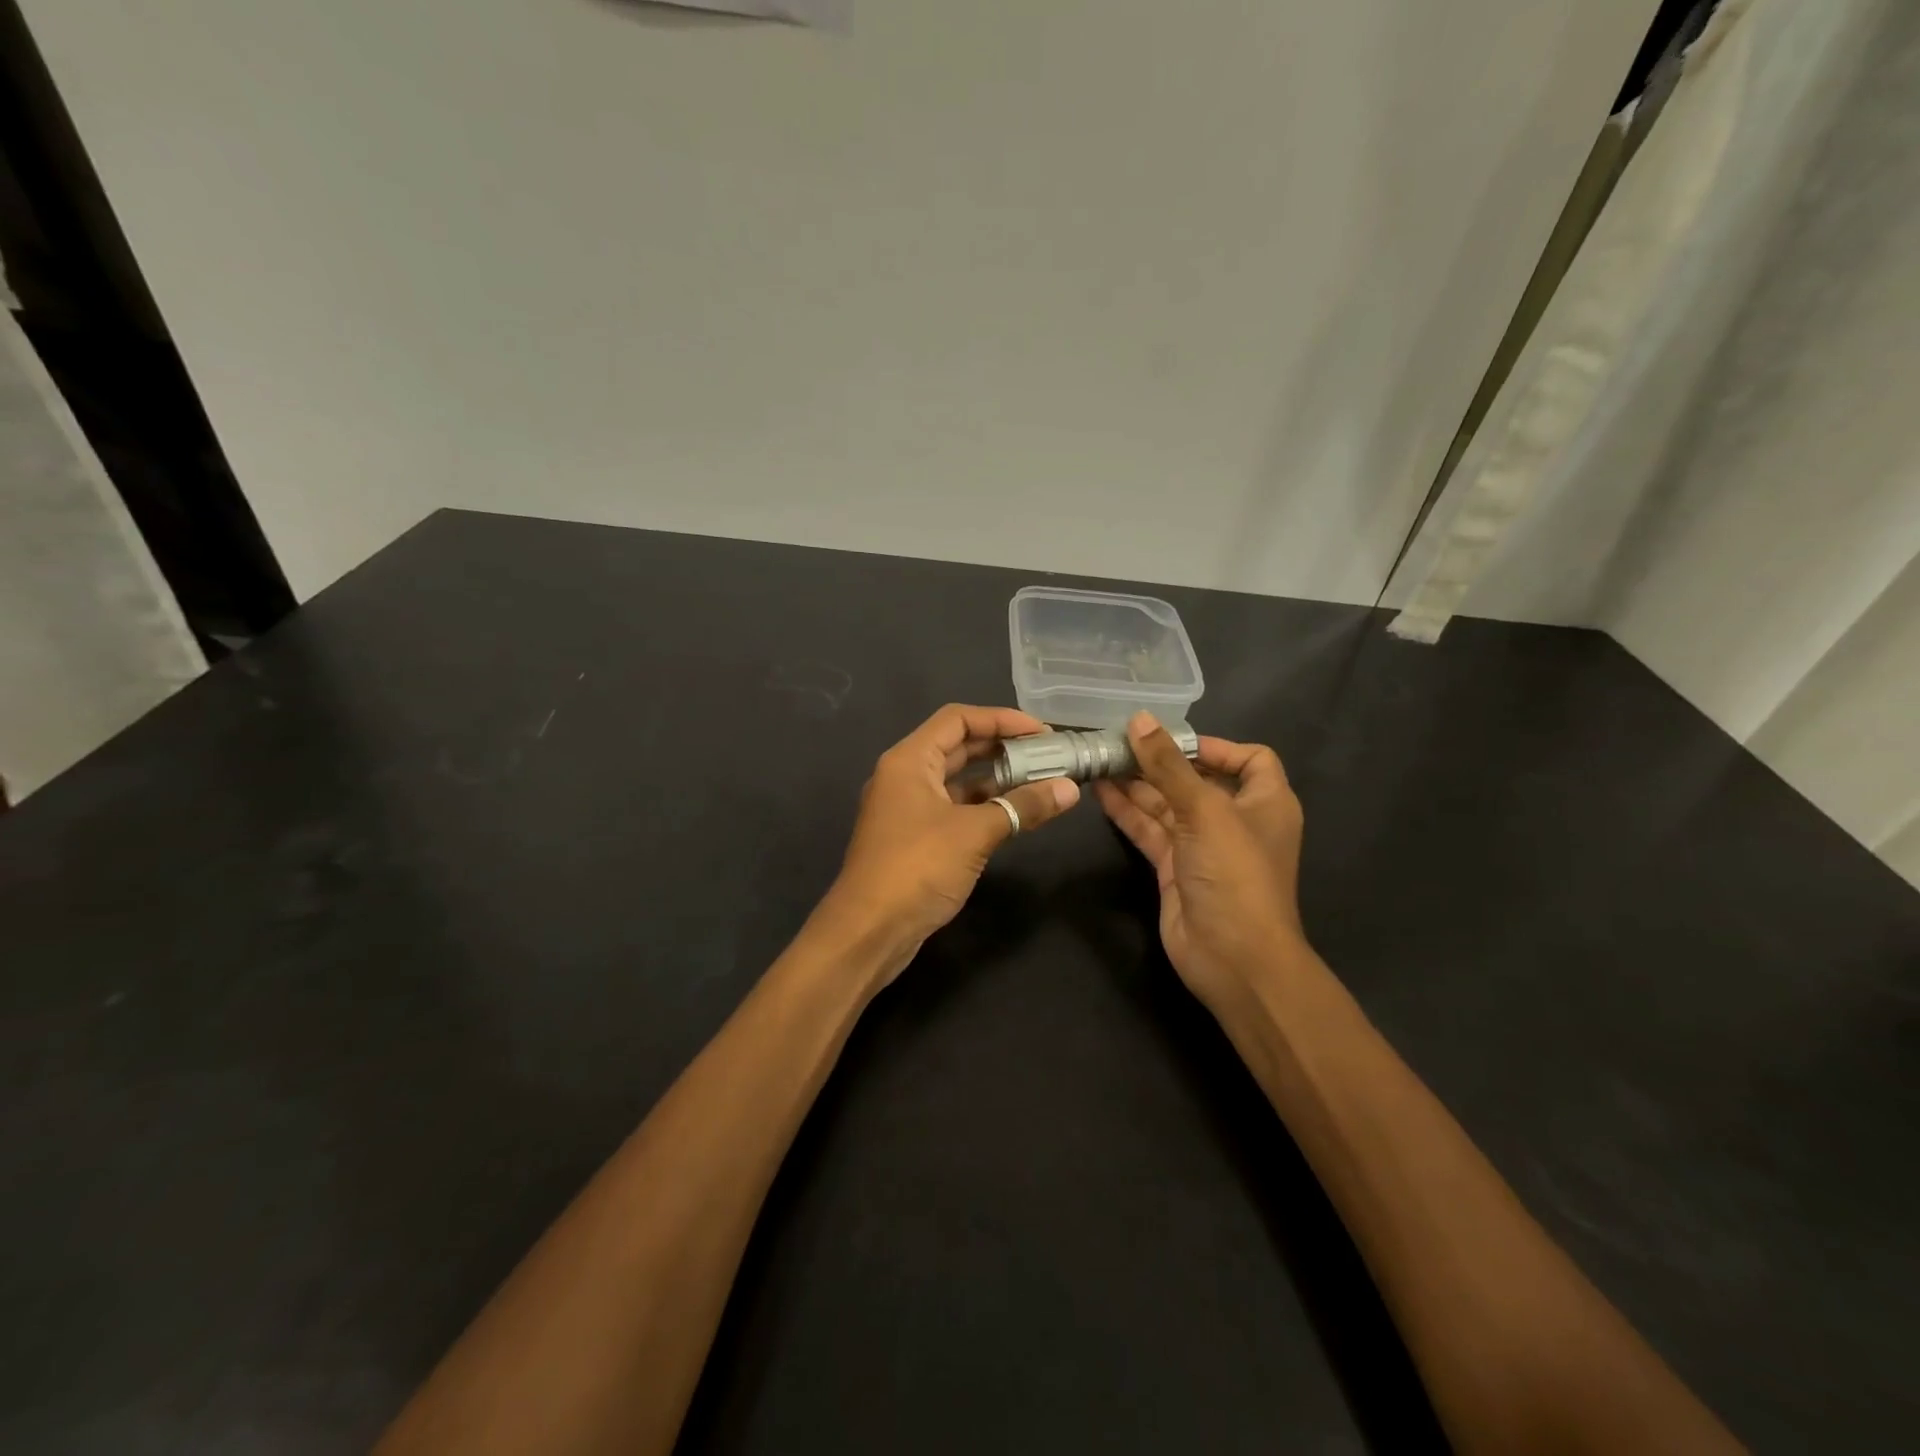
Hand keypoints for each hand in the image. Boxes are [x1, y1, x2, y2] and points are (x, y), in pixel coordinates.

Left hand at [825, 704, 1079, 974]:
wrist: (869, 931)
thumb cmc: (917, 867)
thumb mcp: (975, 832)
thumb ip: (1022, 806)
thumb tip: (1069, 789)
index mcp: (909, 760)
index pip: (957, 719)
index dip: (1001, 719)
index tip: (1042, 732)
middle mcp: (905, 776)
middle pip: (958, 746)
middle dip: (1002, 747)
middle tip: (1048, 755)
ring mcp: (908, 808)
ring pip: (957, 780)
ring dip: (996, 779)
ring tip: (1040, 782)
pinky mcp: (915, 838)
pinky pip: (954, 808)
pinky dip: (984, 806)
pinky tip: (1015, 814)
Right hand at [1095, 712, 1305, 1012]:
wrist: (1234, 959)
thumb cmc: (1235, 875)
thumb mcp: (1205, 811)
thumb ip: (1168, 766)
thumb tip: (1139, 719)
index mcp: (1265, 802)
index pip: (1249, 759)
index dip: (1214, 746)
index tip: (1171, 740)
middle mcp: (1236, 820)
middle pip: (1197, 780)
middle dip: (1160, 762)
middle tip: (1117, 742)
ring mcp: (1203, 846)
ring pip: (1167, 805)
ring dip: (1137, 784)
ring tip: (1100, 760)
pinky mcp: (1175, 869)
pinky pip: (1150, 831)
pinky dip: (1128, 812)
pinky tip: (1100, 792)